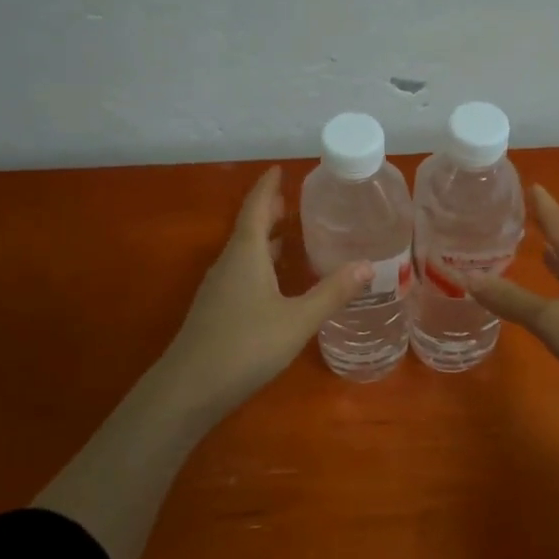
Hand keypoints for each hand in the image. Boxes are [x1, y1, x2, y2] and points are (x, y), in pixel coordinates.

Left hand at [162, 166, 371, 415]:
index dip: (268, 187)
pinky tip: (276, 281)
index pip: (256, 208)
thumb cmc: (246, 345)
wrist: (189, 389)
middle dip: (269, 212)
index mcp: (246, 254)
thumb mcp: (298, 319)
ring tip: (291, 235)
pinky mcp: (217, 310)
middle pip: (249, 228)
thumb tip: (368, 265)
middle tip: (293, 200)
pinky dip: (261, 264)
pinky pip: (241, 273)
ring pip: (245, 253)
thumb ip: (332, 292)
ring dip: (266, 239)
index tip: (280, 169)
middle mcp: (229, 264)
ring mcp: (219, 288)